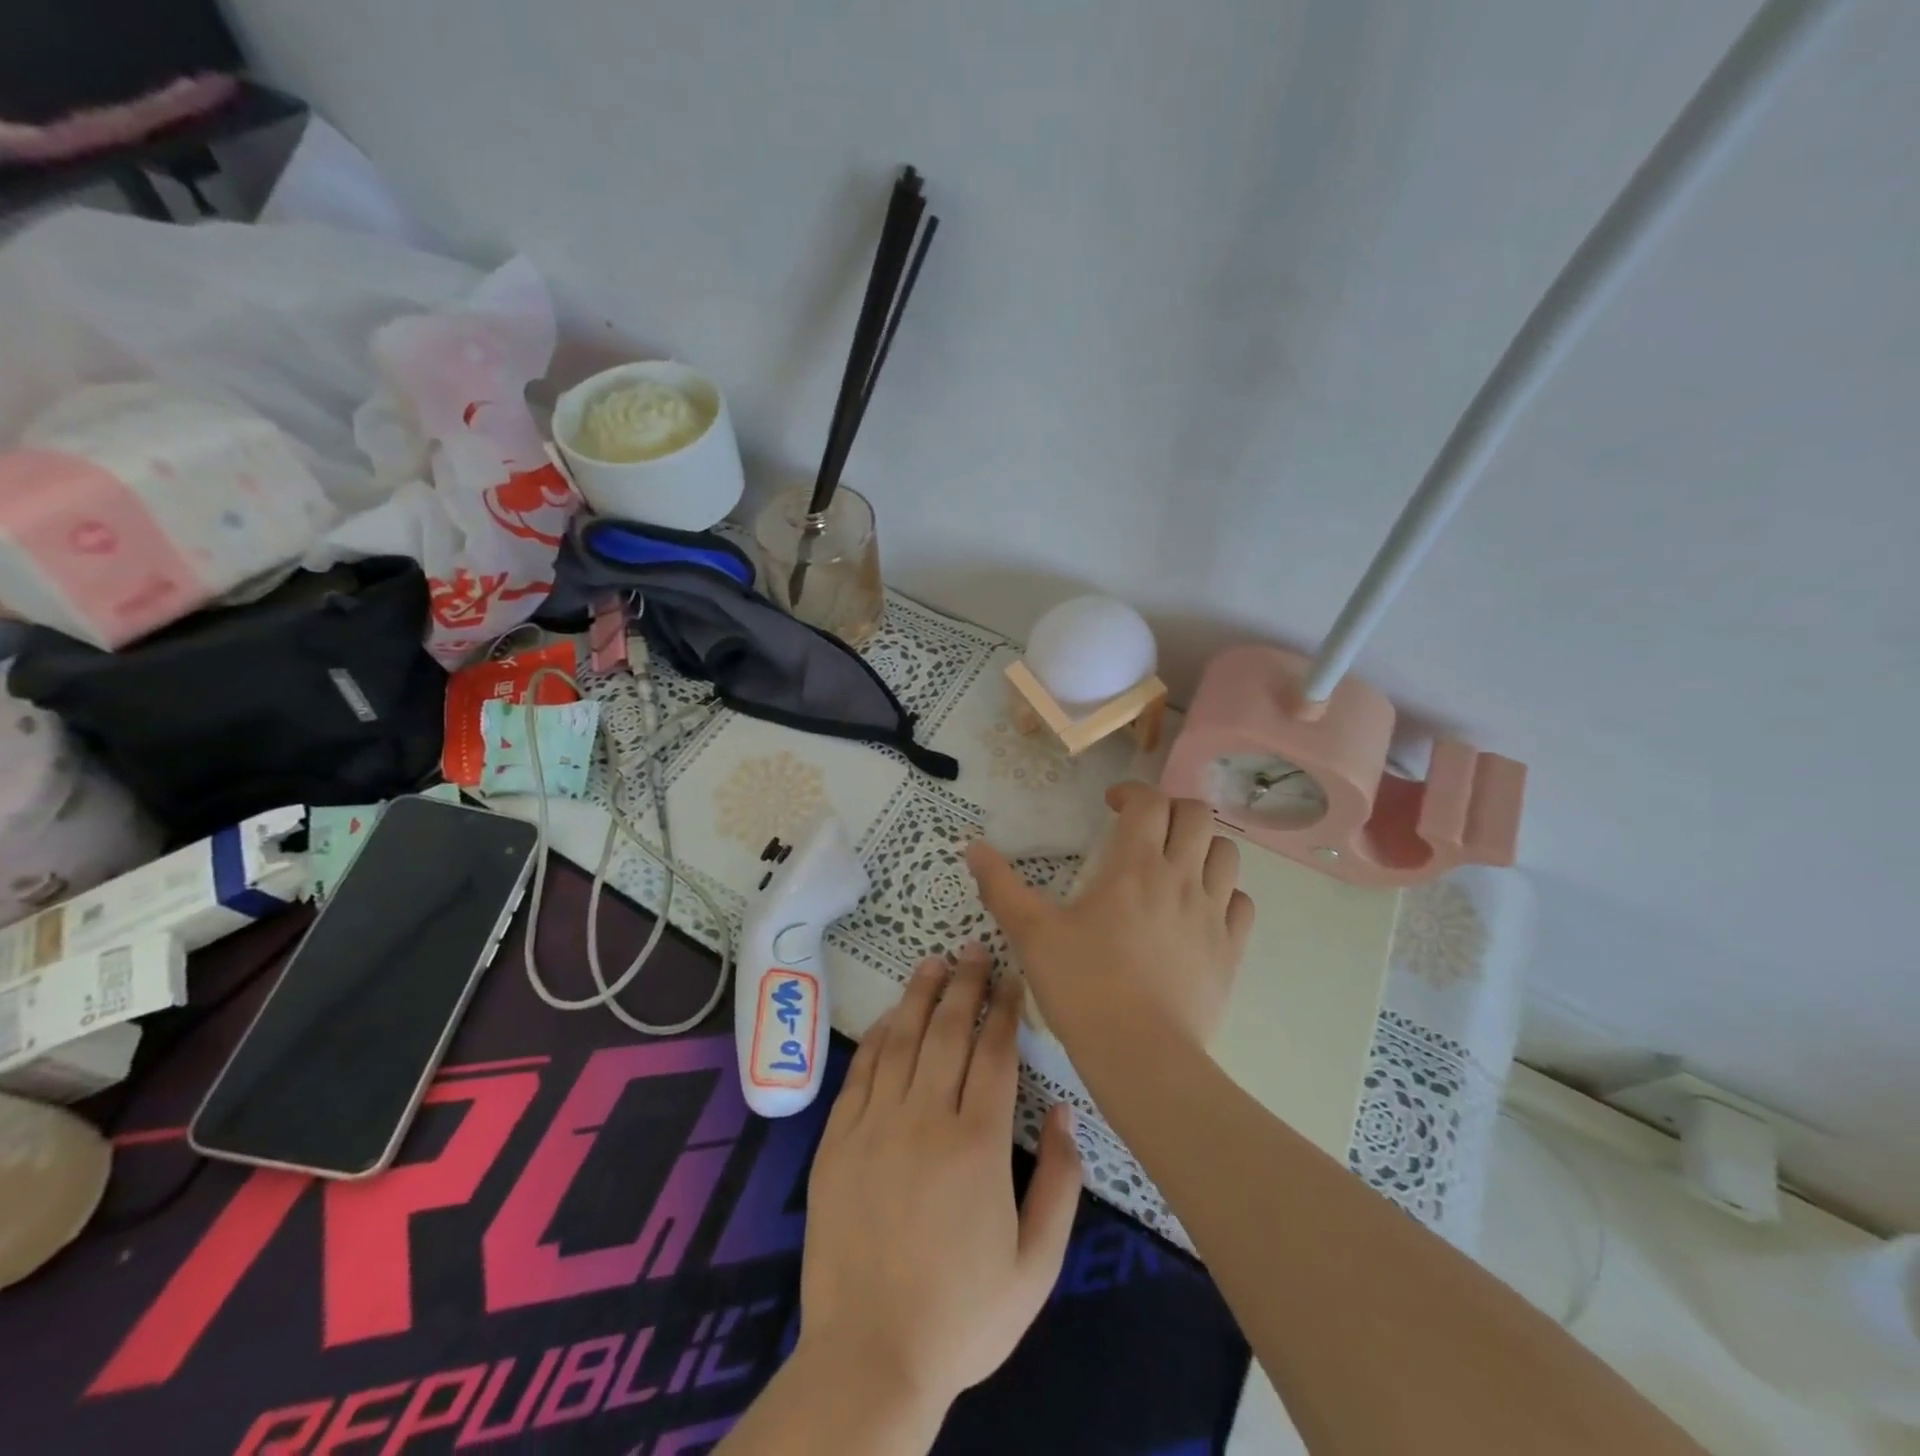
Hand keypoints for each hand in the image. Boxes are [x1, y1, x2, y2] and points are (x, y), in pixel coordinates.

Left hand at [797, 943, 1082, 1416]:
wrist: (871, 1357)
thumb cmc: (963, 1314)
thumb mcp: (1037, 1264)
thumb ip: (1061, 1182)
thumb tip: (1066, 1111)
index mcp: (979, 1143)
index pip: (994, 1052)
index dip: (1004, 1009)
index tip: (1011, 978)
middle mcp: (926, 1118)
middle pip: (948, 1032)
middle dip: (964, 985)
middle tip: (972, 950)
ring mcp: (875, 1124)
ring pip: (901, 1040)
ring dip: (919, 996)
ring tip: (933, 963)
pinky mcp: (838, 1139)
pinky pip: (860, 1071)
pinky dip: (877, 1037)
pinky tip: (889, 1017)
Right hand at [966, 782, 1254, 1054]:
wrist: (1141, 1055)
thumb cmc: (1083, 986)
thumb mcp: (1032, 933)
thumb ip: (1001, 886)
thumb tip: (972, 847)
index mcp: (1135, 865)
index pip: (1149, 801)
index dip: (1131, 791)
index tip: (1111, 804)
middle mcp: (1182, 877)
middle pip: (1197, 815)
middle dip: (1171, 809)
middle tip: (1145, 828)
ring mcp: (1213, 913)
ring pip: (1227, 853)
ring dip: (1203, 845)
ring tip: (1176, 862)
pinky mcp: (1231, 950)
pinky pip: (1241, 902)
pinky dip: (1224, 891)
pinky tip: (1200, 907)